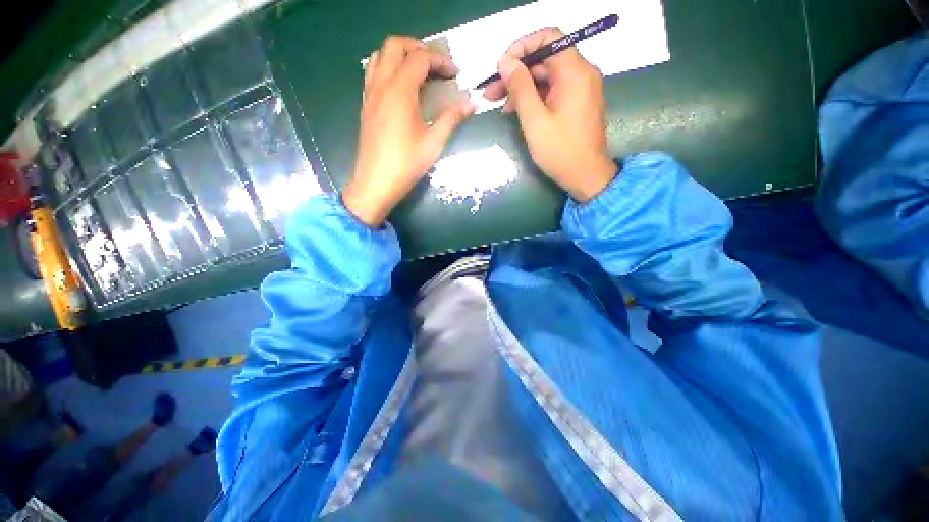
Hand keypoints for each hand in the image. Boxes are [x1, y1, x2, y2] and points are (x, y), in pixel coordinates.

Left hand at [343, 36, 474, 226]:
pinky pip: (372, 73)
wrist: (376, 183)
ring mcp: (370, 94)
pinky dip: (387, 68)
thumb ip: (452, 119)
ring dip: (400, 55)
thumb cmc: (406, 164)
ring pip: (379, 56)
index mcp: (400, 91)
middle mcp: (381, 85)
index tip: (455, 75)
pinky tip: (401, 89)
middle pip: (395, 45)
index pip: (420, 58)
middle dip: (418, 47)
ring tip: (418, 72)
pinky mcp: (365, 106)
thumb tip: (471, 104)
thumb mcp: (434, 143)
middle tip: (436, 66)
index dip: (440, 61)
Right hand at [484, 28, 614, 201]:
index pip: (549, 37)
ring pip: (546, 76)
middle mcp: (581, 73)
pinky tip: (516, 111)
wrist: (586, 177)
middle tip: (491, 92)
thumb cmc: (560, 152)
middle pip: (544, 59)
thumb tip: (505, 61)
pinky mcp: (577, 103)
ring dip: (522, 87)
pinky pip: (553, 90)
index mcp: (574, 72)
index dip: (521, 46)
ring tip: (499, 104)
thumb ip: (520, 88)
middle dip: (516, 72)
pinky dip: (534, 97)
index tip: (501, 67)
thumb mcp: (535, 121)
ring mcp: (581, 88)